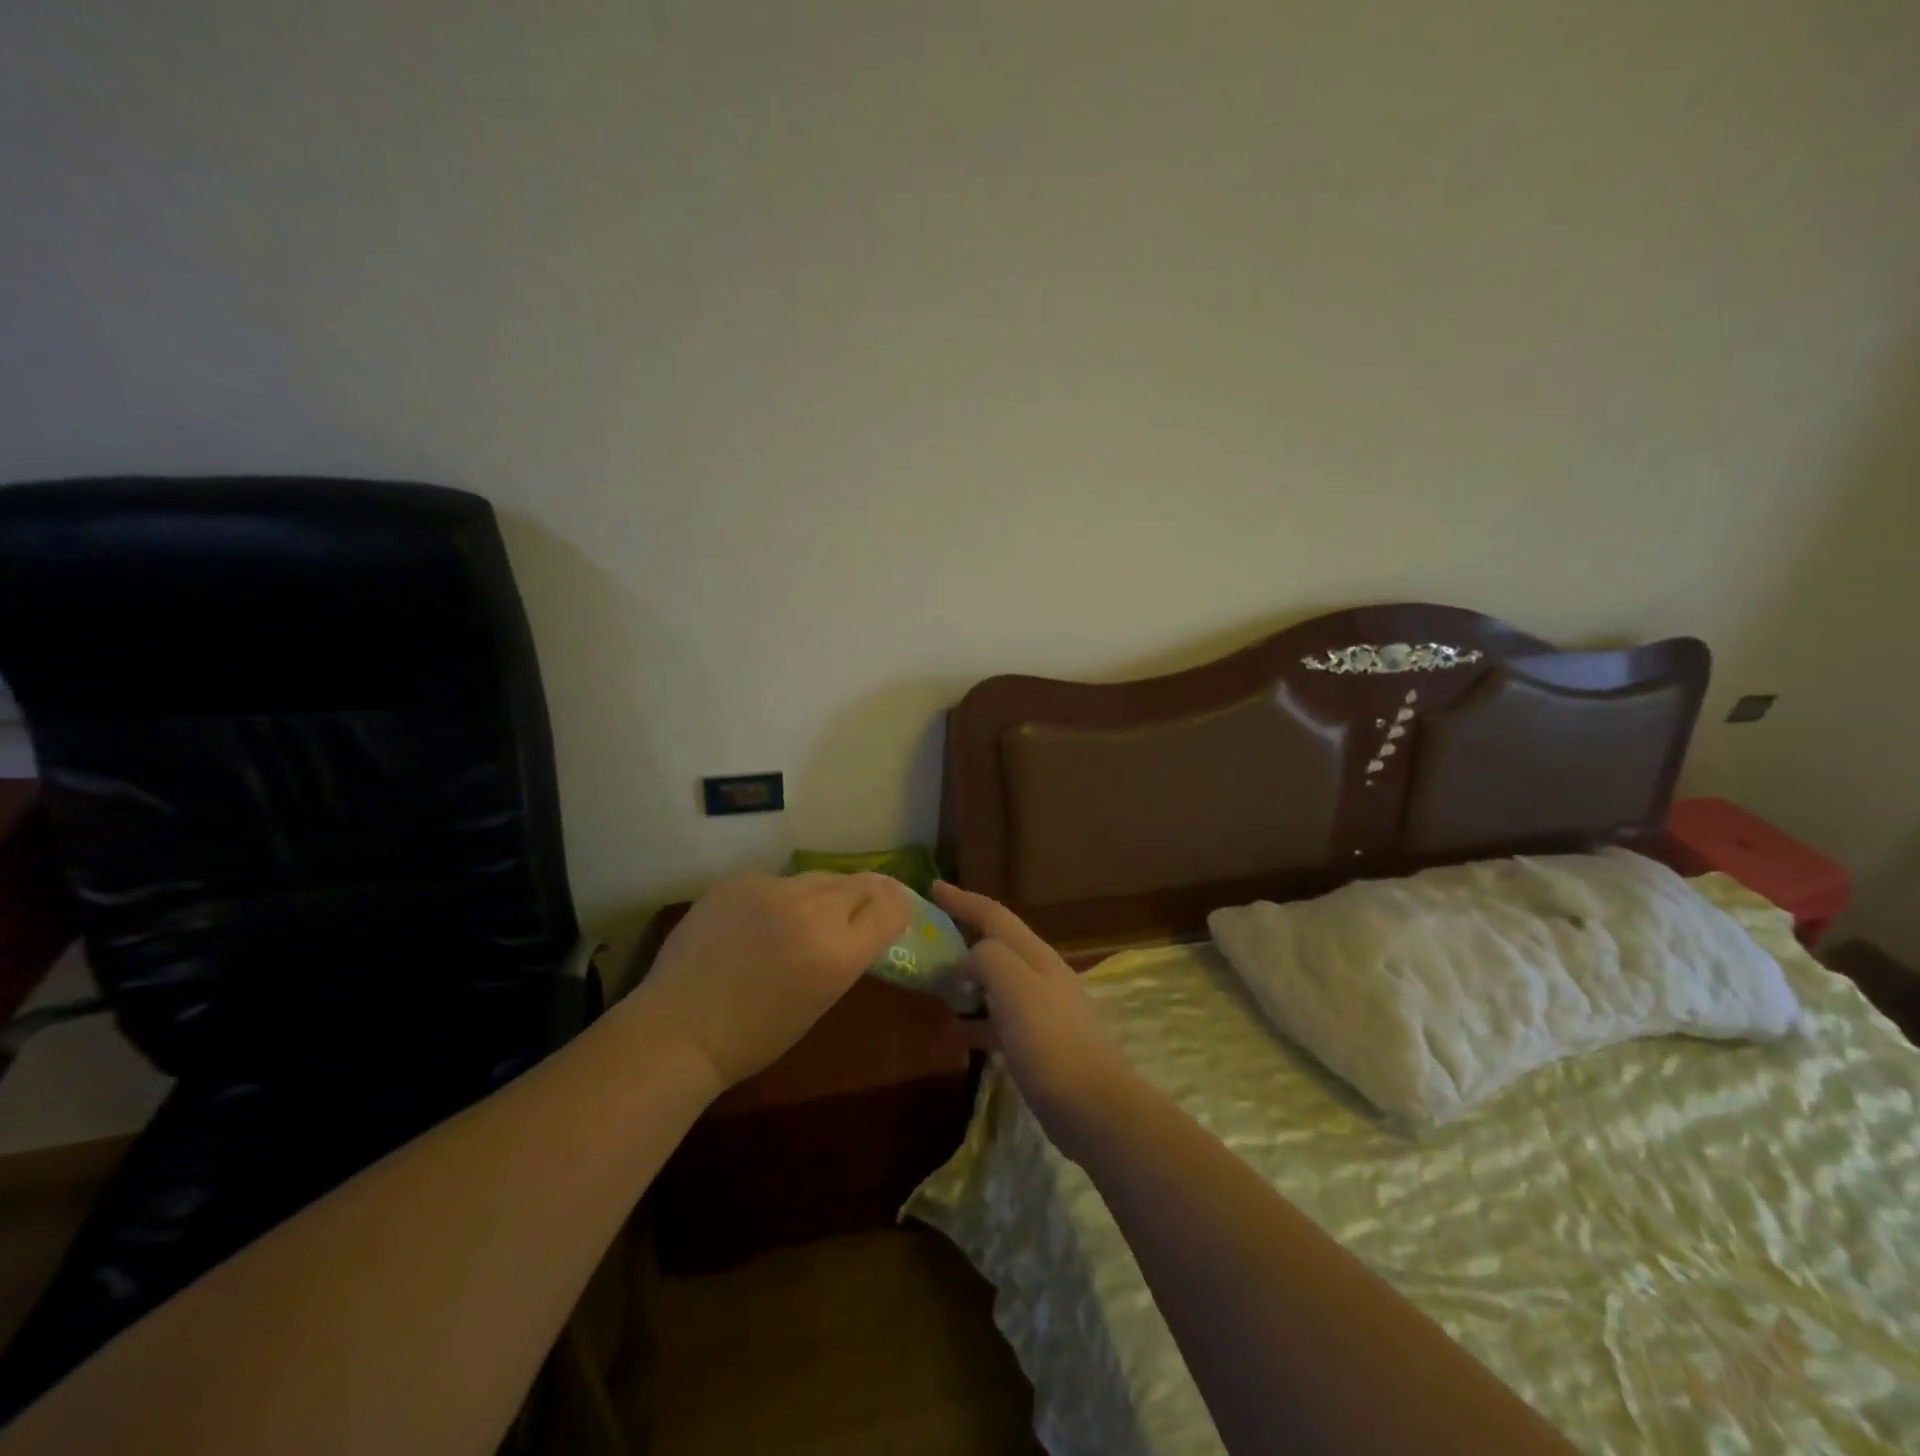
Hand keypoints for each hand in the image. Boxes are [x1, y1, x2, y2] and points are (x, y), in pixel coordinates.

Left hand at [629, 872, 910, 1096]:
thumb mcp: (820, 999)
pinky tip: (760, 921)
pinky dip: (779, 898)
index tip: (895, 910)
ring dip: (824, 893)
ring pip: (819, 877)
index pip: (891, 907)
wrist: (680, 1028)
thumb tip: (858, 925)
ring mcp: (773, 890)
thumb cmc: (755, 1036)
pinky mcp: (740, 881)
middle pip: (861, 883)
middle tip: (861, 905)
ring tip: (810, 913)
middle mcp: (813, 911)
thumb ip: (845, 955)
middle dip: (867, 894)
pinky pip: (777, 882)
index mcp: (838, 952)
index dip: (898, 906)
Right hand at [931, 881, 1139, 1161]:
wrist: (1092, 1106)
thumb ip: (987, 958)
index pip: (994, 915)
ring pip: (997, 981)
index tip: (933, 887)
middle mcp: (1041, 974)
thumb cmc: (1049, 1040)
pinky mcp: (1039, 1044)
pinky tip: (955, 1034)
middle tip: (930, 934)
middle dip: (964, 934)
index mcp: (1035, 954)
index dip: (963, 899)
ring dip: (967, 977)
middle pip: (997, 944)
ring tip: (934, 983)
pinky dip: (976, 1019)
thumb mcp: (1014, 987)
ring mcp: (1043, 1010)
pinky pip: (999, 1019)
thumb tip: (966, 959)